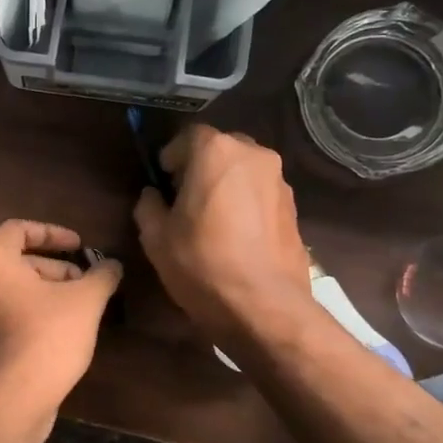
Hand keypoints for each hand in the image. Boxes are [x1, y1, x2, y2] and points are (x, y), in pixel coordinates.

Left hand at [0, 220, 123, 409]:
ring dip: (43, 292)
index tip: (79, 246)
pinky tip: (59, 332)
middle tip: (85, 282)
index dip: (52, 233)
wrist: (14, 399)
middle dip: (53, 268)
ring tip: (78, 308)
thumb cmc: (48, 336)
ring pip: (10, 291)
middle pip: (14, 262)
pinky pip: (3, 316)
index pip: (17, 230)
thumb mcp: (86, 300)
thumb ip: (101, 275)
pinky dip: (29, 314)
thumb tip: (112, 265)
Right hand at [133, 125, 321, 347]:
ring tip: (211, 218)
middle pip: (221, 148)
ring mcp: (279, 181)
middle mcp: (253, 156)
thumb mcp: (156, 237)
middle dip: (201, 166)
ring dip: (225, 183)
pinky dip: (245, 202)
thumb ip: (149, 206)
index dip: (171, 156)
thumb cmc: (202, 264)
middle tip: (184, 197)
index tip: (162, 180)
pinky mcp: (294, 208)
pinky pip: (261, 192)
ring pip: (244, 170)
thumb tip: (154, 196)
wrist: (264, 306)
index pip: (188, 136)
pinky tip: (235, 234)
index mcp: (216, 153)